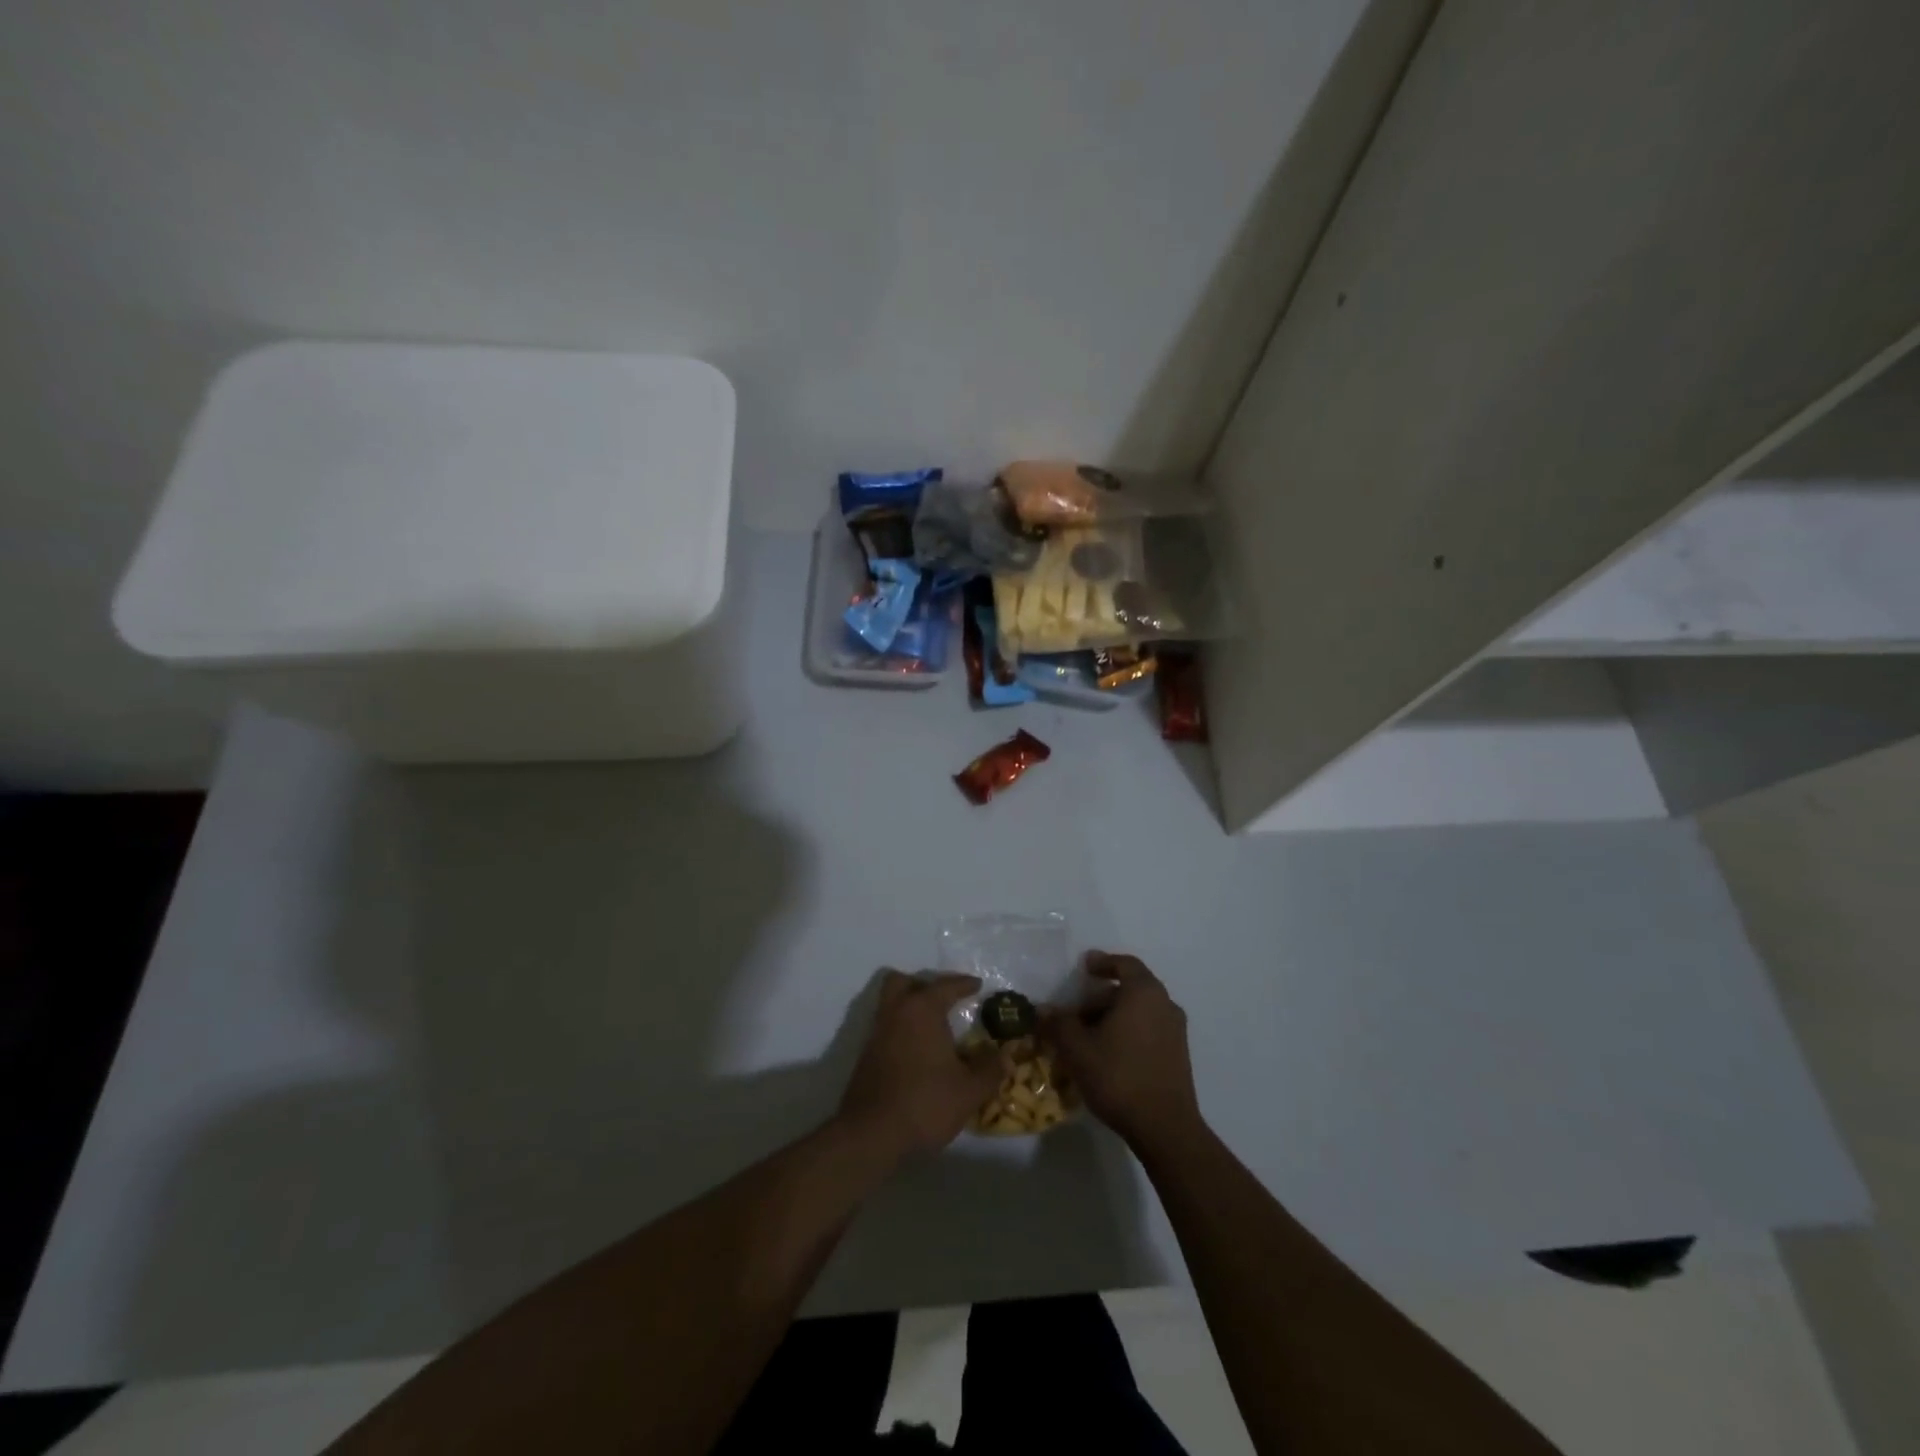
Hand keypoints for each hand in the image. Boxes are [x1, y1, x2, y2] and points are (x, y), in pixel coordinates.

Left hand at [837, 971, 1002, 1160]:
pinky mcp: (865, 1056)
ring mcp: (876, 1033)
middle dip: (923, 985)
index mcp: (922, 1010)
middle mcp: (896, 1013)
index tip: (977, 985)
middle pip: (903, 982)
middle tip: (944, 999)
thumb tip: (1007, 1057)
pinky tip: (917, 1052)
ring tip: (932, 1026)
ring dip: (909, 1007)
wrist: (871, 1134)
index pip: (945, 986)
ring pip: (890, 1004)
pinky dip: (901, 1030)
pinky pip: (885, 1028)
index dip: (963, 984)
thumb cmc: (925, 1103)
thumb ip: (990, 1070)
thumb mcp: (969, 1090)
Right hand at [1046, 952, 1201, 1150]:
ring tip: (1087, 1037)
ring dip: (1113, 1017)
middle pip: (1130, 989)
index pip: (1124, 964)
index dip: (1102, 962)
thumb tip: (1043, 1010)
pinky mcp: (1178, 1055)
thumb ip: (1058, 1024)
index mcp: (1143, 992)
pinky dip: (1128, 1032)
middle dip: (1101, 997)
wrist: (1165, 1127)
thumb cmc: (1118, 1076)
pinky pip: (1149, 1030)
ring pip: (1139, 1012)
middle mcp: (1164, 1004)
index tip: (1084, 967)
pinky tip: (1107, 1055)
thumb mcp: (1077, 1049)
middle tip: (1076, 1013)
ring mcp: (1175, 1031)